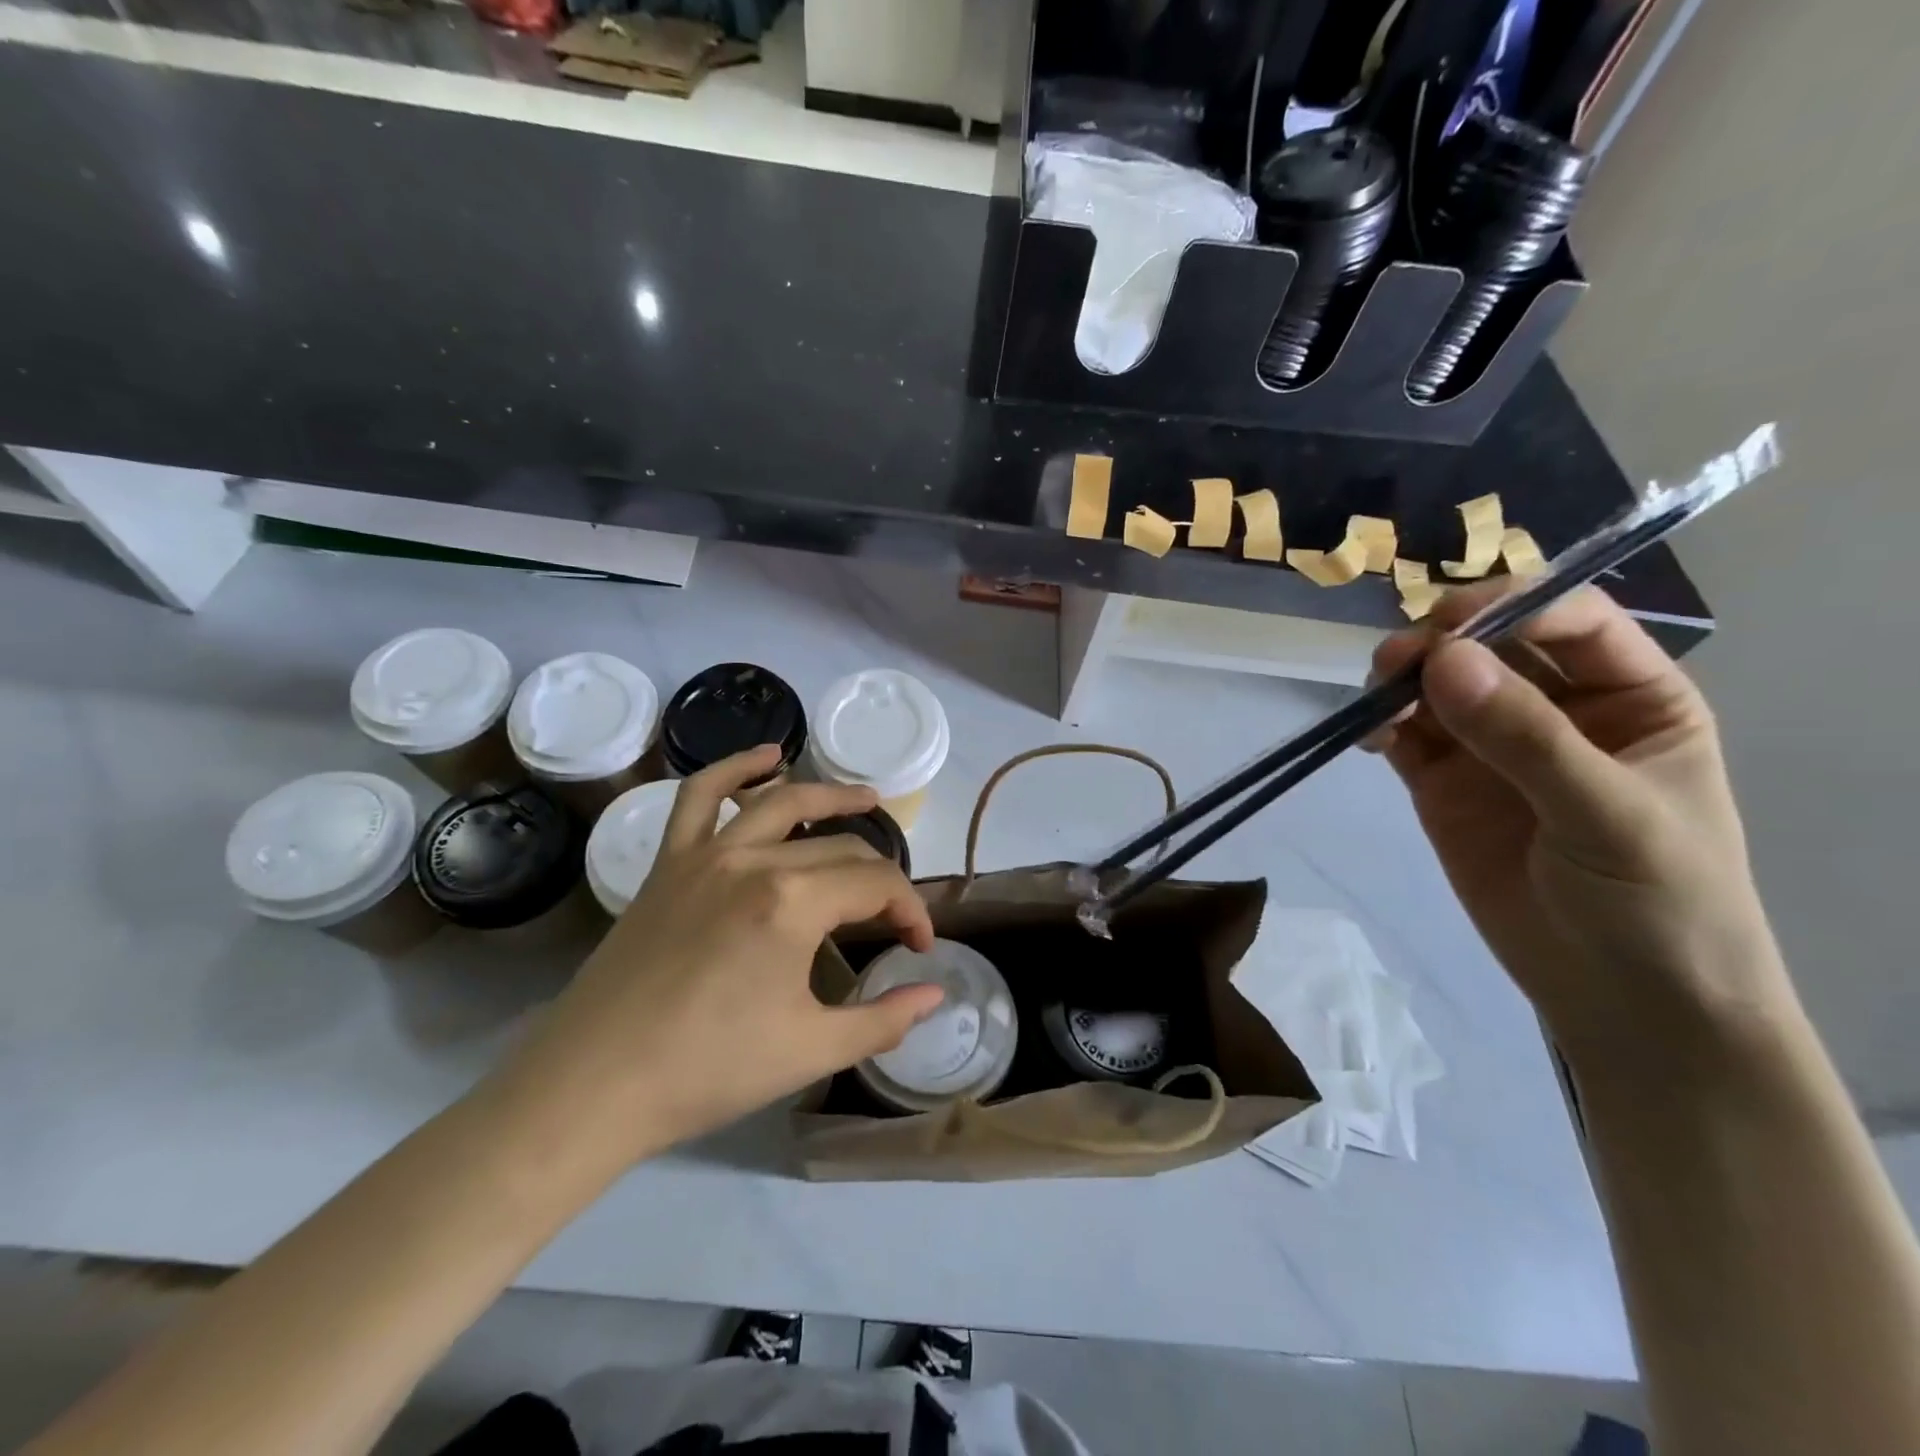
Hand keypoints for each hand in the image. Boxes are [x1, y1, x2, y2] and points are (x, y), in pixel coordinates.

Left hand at [495, 747, 941, 1165]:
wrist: (594, 1086)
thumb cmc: (709, 1071)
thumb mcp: (811, 1051)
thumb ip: (884, 1020)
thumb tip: (936, 996)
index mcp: (792, 903)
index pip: (878, 885)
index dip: (911, 911)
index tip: (918, 946)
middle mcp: (753, 861)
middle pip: (840, 849)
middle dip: (880, 879)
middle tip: (893, 916)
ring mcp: (705, 855)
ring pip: (782, 803)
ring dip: (831, 797)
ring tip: (867, 798)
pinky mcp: (669, 863)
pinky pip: (700, 796)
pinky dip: (735, 768)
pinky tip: (767, 756)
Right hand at [1369, 582, 1793, 1055]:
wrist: (1622, 1001)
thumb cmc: (1659, 903)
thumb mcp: (1607, 814)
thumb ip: (1526, 737)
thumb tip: (1443, 660)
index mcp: (1631, 696)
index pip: (1569, 621)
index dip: (1510, 610)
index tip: (1449, 626)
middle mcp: (1557, 708)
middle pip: (1490, 645)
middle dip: (1440, 643)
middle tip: (1395, 664)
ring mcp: (1493, 747)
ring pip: (1437, 686)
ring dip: (1402, 682)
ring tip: (1376, 701)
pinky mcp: (1443, 784)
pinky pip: (1406, 736)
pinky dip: (1381, 726)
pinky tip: (1370, 738)